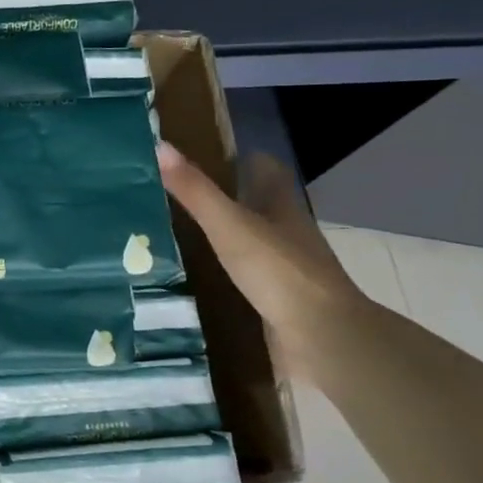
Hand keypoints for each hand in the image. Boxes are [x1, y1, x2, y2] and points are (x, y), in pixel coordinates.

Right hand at [155, 142, 372, 371]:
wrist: (322, 337)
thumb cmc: (278, 271)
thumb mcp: (229, 225)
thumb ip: (195, 190)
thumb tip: (160, 145)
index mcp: (281, 206)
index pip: (267, 170)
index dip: (244, 159)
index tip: (209, 154)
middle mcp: (288, 231)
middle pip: (261, 203)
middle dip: (229, 195)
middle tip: (182, 193)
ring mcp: (287, 267)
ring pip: (254, 239)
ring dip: (227, 233)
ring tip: (181, 231)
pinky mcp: (280, 298)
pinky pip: (250, 273)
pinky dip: (228, 269)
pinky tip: (201, 274)